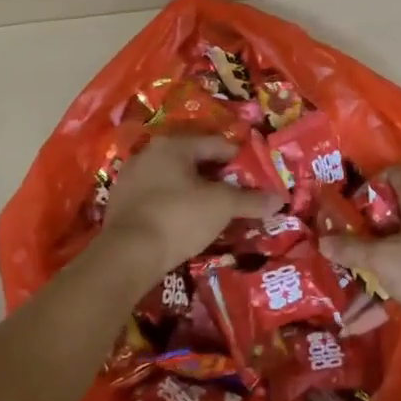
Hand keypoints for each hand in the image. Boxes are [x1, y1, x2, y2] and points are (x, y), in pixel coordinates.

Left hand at [99, 134, 278, 271]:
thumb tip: (279, 199)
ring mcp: (130, 179)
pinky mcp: (121, 205)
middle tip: (239, 196)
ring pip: (175, 181)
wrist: (127, 256)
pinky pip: (158, 198)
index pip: (217, 144)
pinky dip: (176, 206)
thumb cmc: (179, 217)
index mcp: (173, 145)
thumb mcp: (222, 206)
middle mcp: (149, 154)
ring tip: (216, 212)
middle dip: (218, 178)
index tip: (257, 179)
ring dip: (196, 193)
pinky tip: (187, 224)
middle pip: (195, 162)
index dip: (241, 161)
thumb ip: (251, 200)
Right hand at [319, 168, 400, 356]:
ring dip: (381, 254)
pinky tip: (378, 301)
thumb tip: (322, 240)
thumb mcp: (384, 262)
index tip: (345, 215)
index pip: (390, 173)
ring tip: (355, 278)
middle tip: (344, 246)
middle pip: (396, 205)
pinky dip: (399, 270)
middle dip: (368, 228)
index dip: (365, 189)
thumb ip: (351, 249)